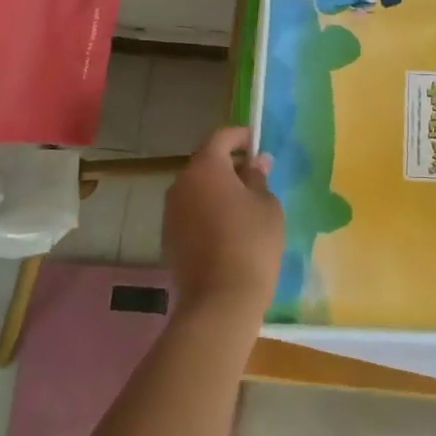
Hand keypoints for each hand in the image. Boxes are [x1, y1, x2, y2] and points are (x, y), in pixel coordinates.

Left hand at [162, 126, 284, 328]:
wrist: (220, 300)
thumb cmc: (251, 243)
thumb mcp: (267, 205)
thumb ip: (258, 178)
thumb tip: (255, 163)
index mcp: (205, 168)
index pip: (221, 137)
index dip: (240, 136)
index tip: (257, 142)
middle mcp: (181, 184)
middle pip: (206, 163)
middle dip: (229, 164)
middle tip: (255, 175)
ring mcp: (171, 212)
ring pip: (197, 189)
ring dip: (217, 189)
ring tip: (244, 204)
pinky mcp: (169, 237)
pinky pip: (191, 212)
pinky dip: (207, 211)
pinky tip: (228, 228)